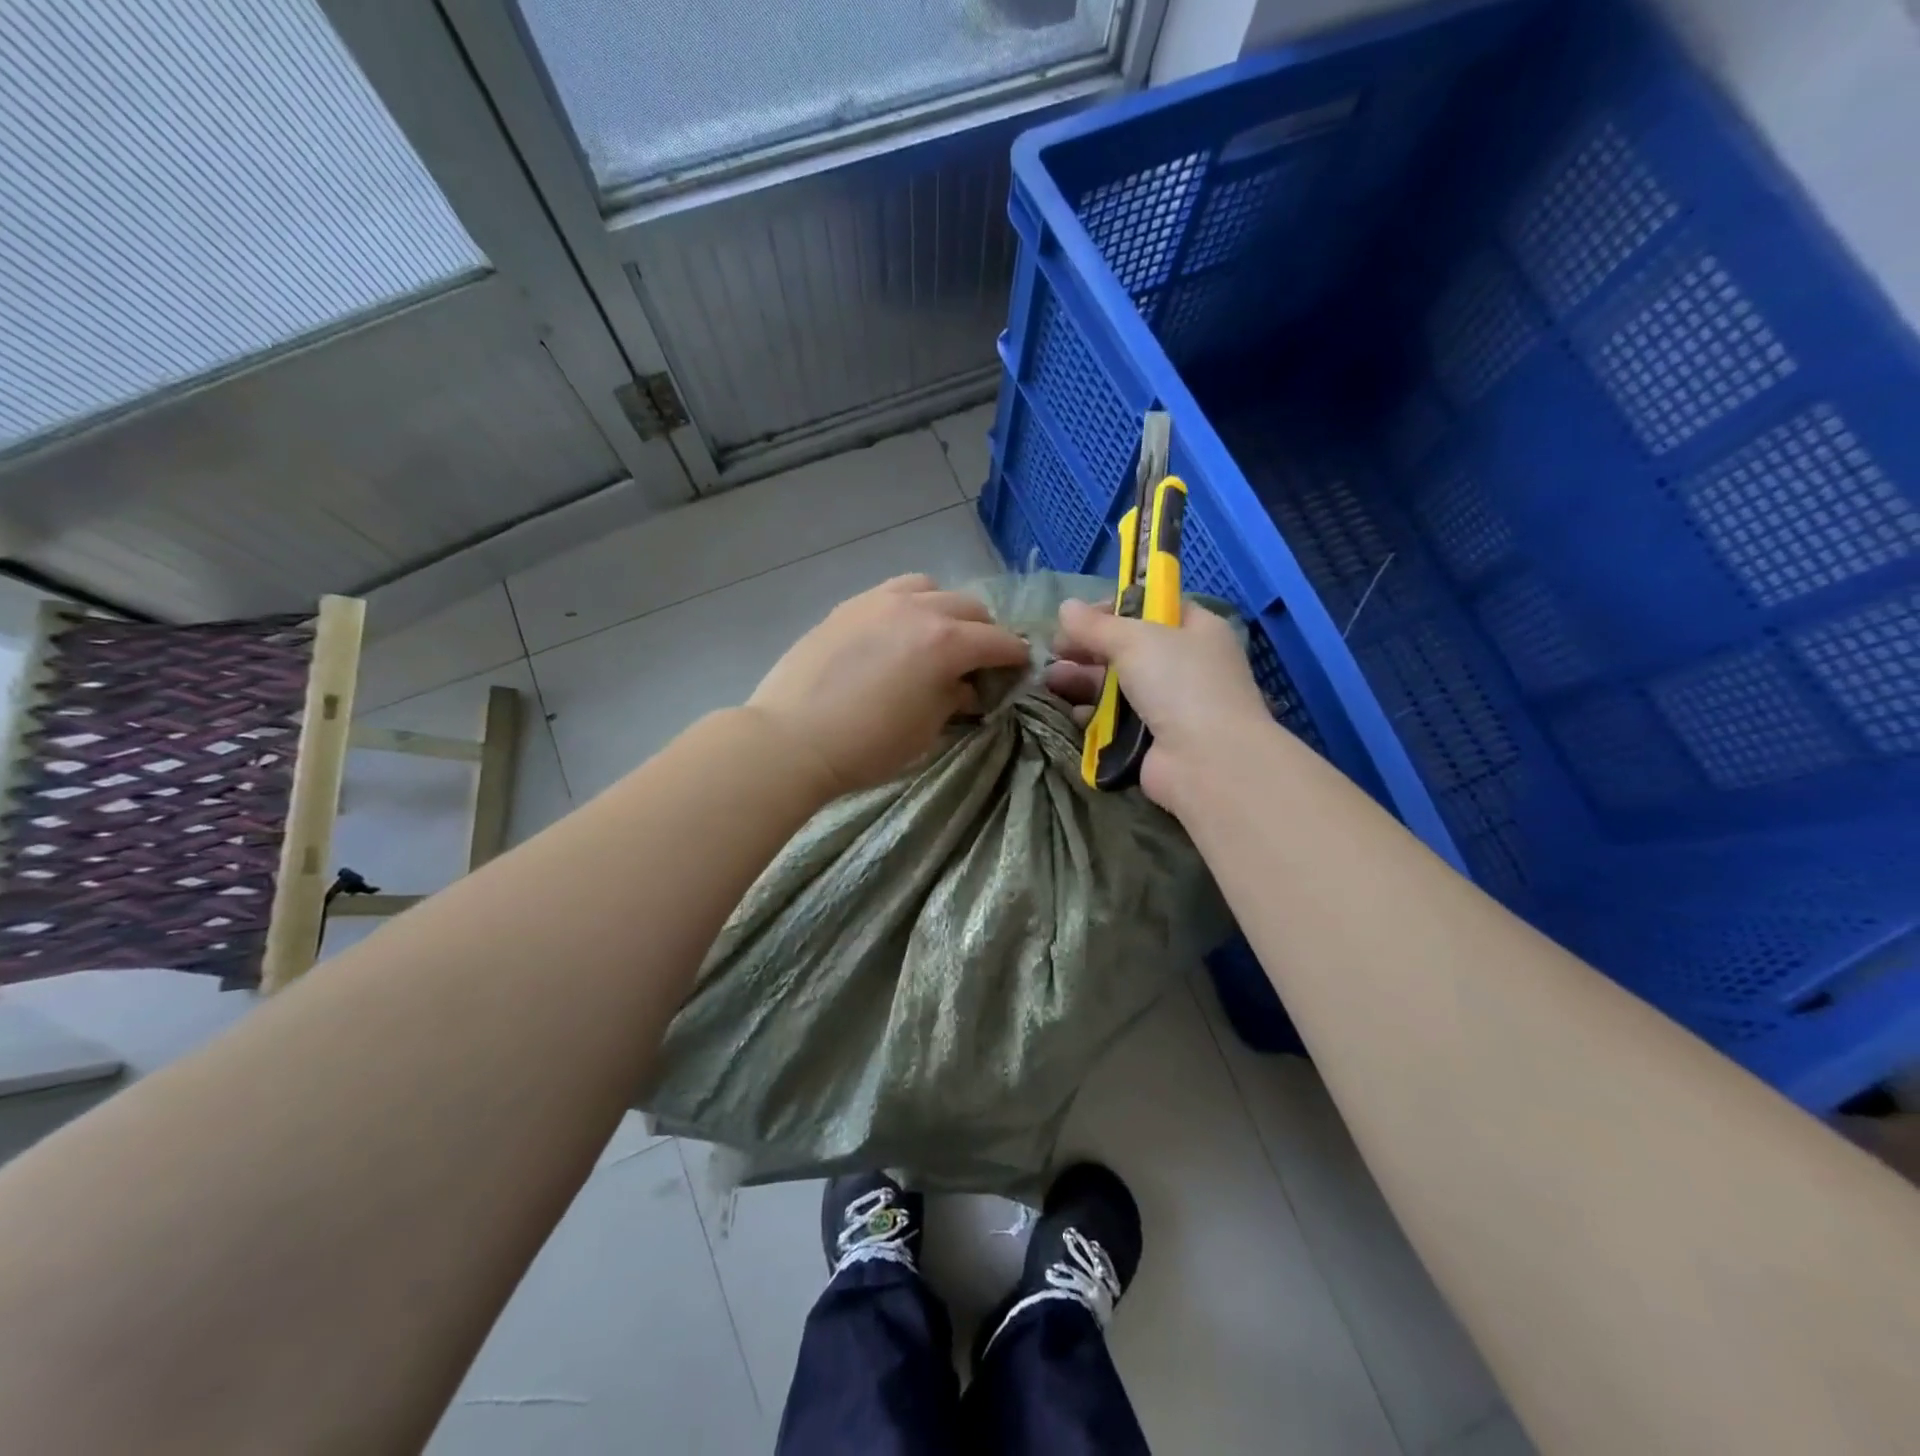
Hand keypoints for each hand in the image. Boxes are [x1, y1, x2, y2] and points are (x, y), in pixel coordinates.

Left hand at [748, 574, 1031, 794]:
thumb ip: (953, 698)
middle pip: (970, 607)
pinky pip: (893, 591)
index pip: (998, 641)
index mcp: (946, 642)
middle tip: (979, 661)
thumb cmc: (867, 746)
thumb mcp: (925, 730)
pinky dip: (910, 604)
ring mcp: (879, 601)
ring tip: (937, 637)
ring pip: (931, 588)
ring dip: (946, 610)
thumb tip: (966, 687)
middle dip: (984, 631)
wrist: (792, 739)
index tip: (1019, 670)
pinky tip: (898, 631)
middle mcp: (919, 609)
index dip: (1015, 657)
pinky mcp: (849, 606)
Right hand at [1045, 598, 1273, 808]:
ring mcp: (1171, 705)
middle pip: (1129, 649)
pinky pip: (1117, 720)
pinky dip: (1093, 715)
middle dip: (1089, 648)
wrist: (1207, 761)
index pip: (1153, 608)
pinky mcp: (1153, 740)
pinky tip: (1071, 711)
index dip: (1115, 609)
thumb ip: (1096, 625)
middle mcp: (1186, 665)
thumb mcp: (1135, 640)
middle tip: (1055, 651)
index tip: (1080, 617)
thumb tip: (1065, 607)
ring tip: (1051, 680)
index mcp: (1196, 630)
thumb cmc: (1179, 683)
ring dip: (1084, 680)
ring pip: (1118, 685)